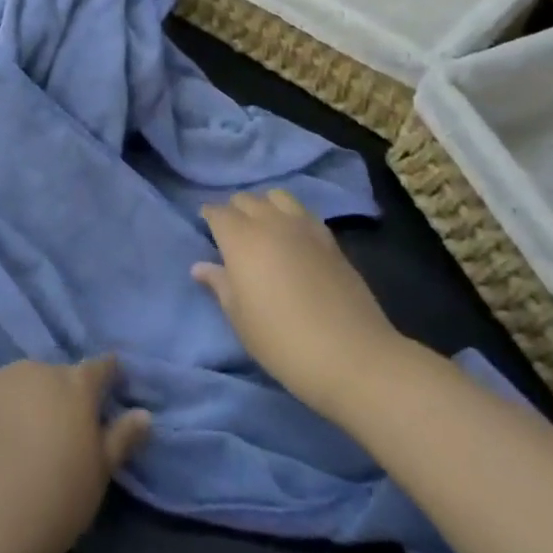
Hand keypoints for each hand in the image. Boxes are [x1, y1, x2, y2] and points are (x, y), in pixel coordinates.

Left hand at [0, 358, 150, 552]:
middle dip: (55, 397)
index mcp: (74, 386)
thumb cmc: (50, 505)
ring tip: (11, 442)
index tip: (107, 390)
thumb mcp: (96, 479)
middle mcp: (35, 369)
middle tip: (51, 434)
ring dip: (18, 403)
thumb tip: (143, 413)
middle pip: (52, 377)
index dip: (106, 377)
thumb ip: (120, 440)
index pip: (99, 367)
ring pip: (14, 384)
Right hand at [195, 190, 401, 423]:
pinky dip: (290, 216)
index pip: (217, 212)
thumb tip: (200, 266)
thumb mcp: (240, 318)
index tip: (207, 232)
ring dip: (264, 206)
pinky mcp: (330, 239)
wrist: (352, 356)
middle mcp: (270, 222)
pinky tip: (292, 239)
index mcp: (241, 239)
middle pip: (246, 199)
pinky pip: (302, 212)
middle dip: (234, 211)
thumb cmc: (283, 341)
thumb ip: (220, 285)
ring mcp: (304, 227)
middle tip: (232, 236)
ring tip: (263, 230)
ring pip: (276, 196)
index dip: (209, 219)